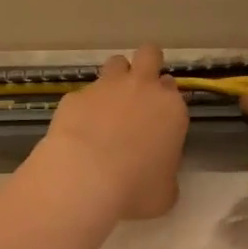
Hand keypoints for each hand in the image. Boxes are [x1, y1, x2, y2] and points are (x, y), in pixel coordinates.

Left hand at [39, 45, 188, 219]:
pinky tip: (77, 130)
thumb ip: (166, 175)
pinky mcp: (74, 96)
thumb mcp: (165, 193)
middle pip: (149, 55)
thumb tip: (158, 175)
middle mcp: (141, 88)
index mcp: (171, 109)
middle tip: (138, 91)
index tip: (158, 117)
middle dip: (146, 65)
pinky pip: (83, 94)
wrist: (85, 178)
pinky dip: (83, 107)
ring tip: (107, 106)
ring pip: (115, 63)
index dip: (164, 99)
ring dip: (115, 78)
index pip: (173, 88)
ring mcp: (105, 88)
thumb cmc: (135, 189)